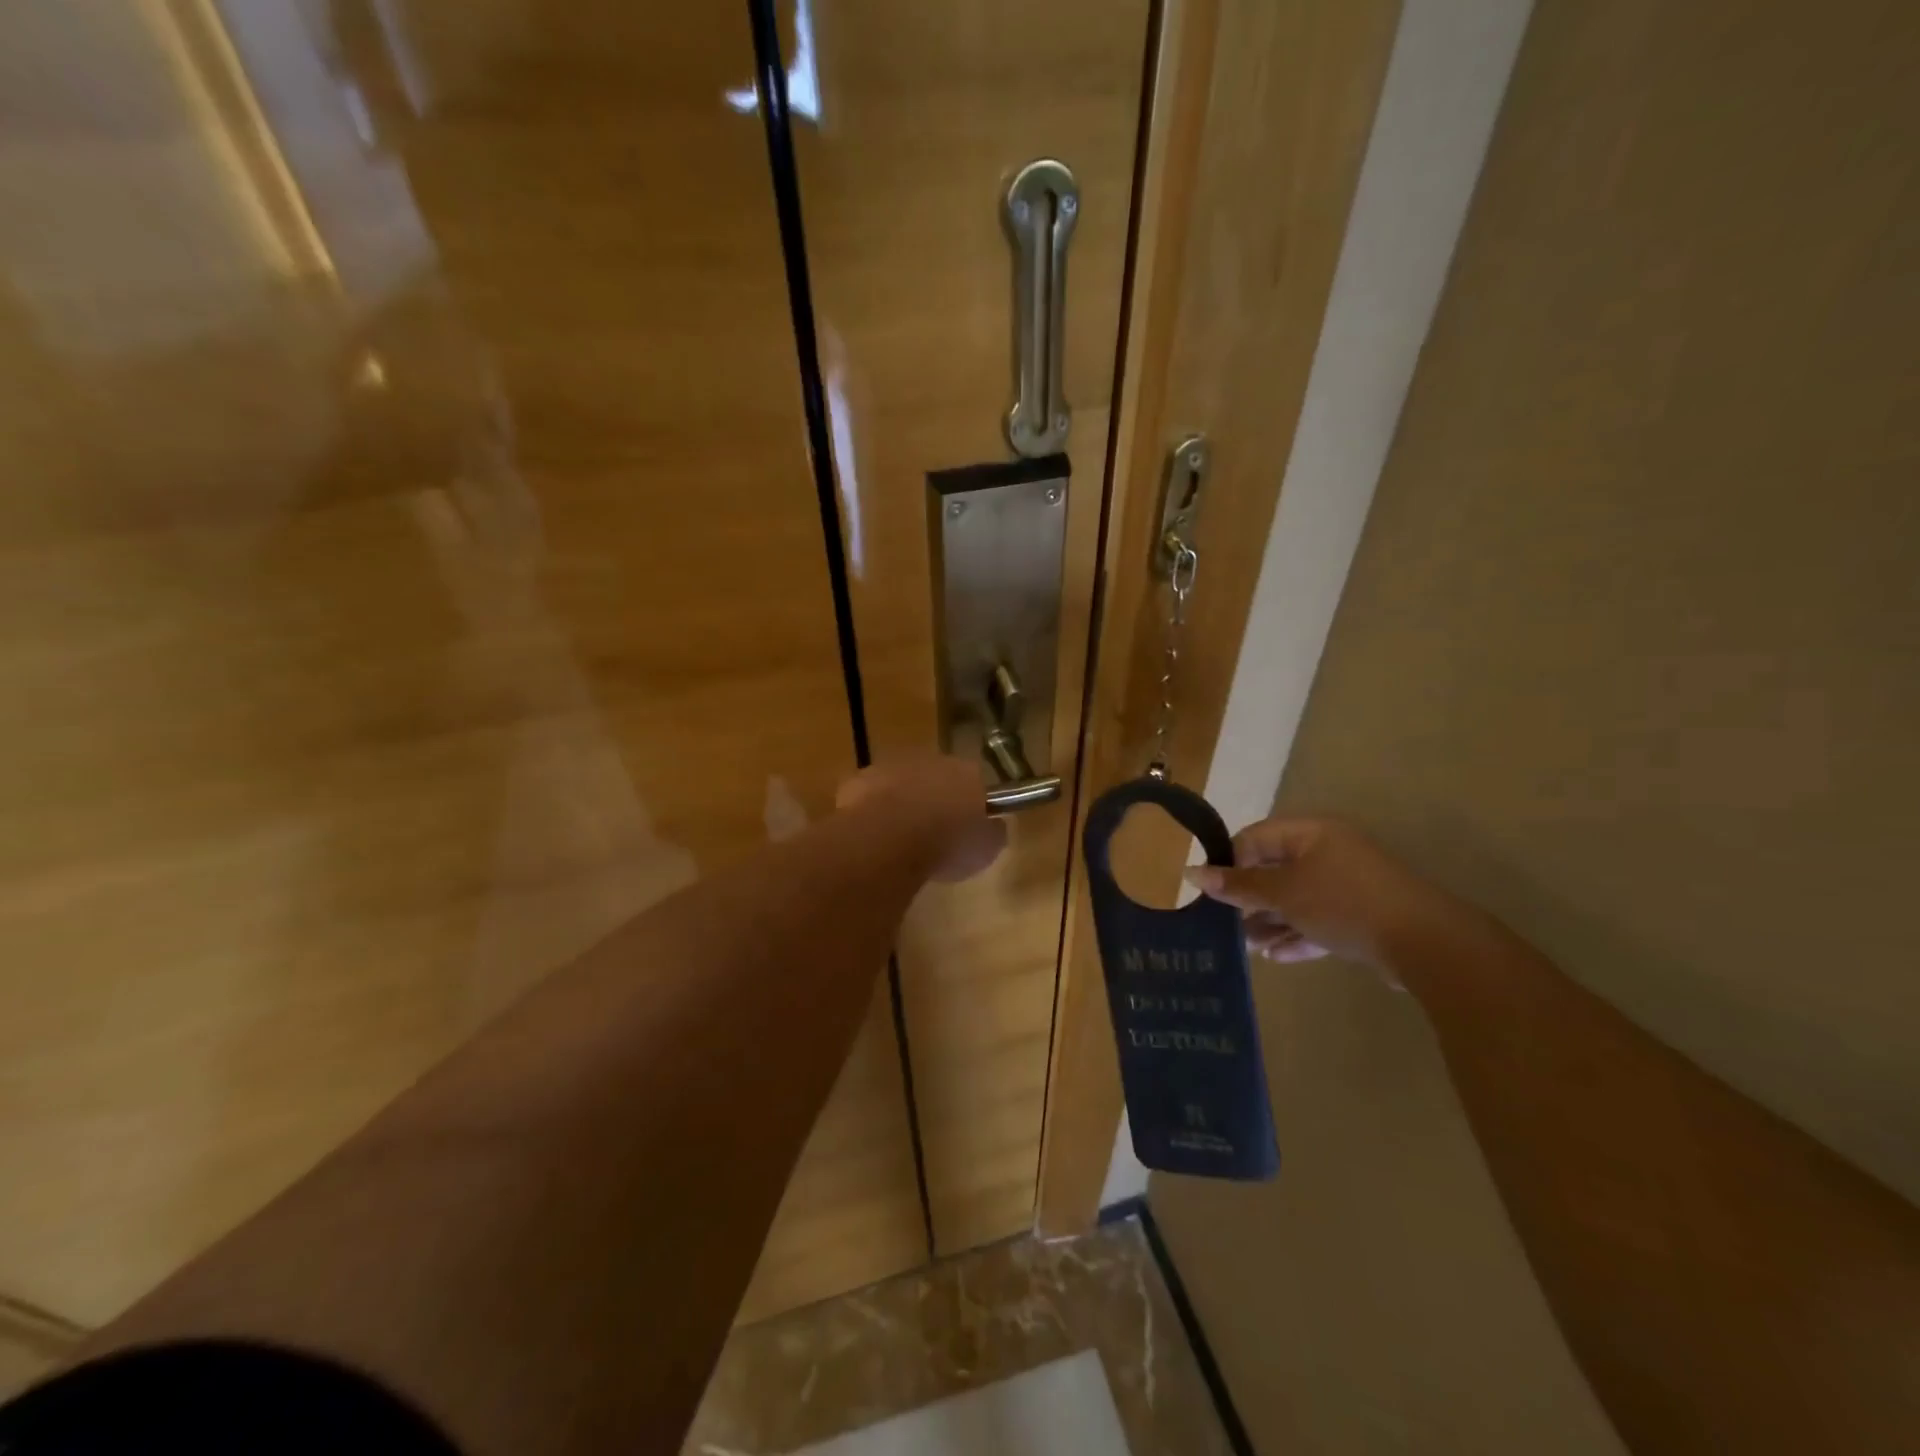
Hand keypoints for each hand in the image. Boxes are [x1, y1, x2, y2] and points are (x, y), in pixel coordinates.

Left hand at [835, 753, 1005, 881]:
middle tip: (934, 833)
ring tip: (901, 838)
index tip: (968, 827)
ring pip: (903, 783)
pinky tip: (874, 836)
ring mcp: (893, 766)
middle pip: (937, 778)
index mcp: (968, 772)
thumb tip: (993, 827)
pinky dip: (873, 811)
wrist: (890, 837)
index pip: (976, 781)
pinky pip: (872, 795)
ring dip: (903, 803)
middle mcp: (932, 760)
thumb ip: (991, 833)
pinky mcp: (860, 779)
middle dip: (936, 799)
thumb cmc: (947, 843)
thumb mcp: (985, 849)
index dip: (972, 804)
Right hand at [1184, 817, 1452, 968]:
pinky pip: (1319, 920)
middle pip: (1275, 870)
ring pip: (1296, 899)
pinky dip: (1297, 935)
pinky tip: (1276, 957)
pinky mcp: (1361, 917)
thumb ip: (1238, 885)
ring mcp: (1348, 886)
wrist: (1425, 943)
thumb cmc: (1344, 903)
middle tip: (1226, 924)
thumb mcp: (1283, 893)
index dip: (1230, 862)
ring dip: (1270, 921)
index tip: (1212, 893)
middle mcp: (1329, 853)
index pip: (1255, 838)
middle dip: (1249, 898)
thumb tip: (1193, 873)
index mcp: (1311, 833)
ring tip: (1248, 946)